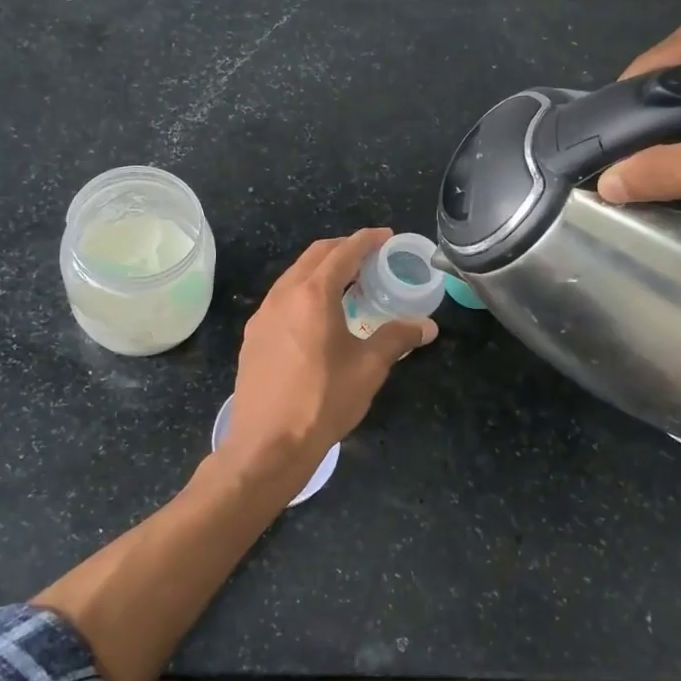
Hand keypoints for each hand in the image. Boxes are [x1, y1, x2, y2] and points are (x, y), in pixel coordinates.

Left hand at [219, 228, 436, 494]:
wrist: (267, 444)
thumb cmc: (323, 400)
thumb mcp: (368, 368)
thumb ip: (397, 338)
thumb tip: (427, 326)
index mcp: (313, 294)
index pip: (343, 252)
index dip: (367, 240)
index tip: (386, 236)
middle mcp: (283, 295)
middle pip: (314, 256)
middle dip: (343, 249)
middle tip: (370, 256)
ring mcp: (263, 315)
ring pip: (294, 276)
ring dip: (321, 270)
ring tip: (347, 284)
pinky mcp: (253, 336)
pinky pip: (281, 299)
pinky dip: (304, 292)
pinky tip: (317, 316)